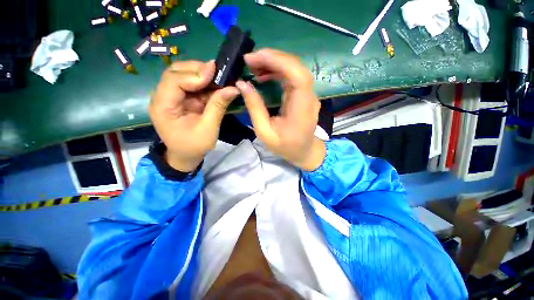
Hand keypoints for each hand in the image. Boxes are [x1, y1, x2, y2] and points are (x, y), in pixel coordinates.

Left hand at [149, 60, 239, 171]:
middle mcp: (163, 97)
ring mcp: (171, 97)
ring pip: (183, 75)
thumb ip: (218, 107)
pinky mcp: (181, 99)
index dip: (194, 74)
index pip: (174, 80)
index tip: (215, 71)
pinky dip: (205, 84)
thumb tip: (233, 88)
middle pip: (176, 72)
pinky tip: (216, 85)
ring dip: (202, 74)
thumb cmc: (194, 146)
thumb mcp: (208, 129)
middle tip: (218, 72)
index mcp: (163, 107)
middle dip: (198, 70)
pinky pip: (192, 85)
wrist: (186, 156)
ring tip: (219, 77)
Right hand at [236, 49, 325, 170]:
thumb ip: (255, 108)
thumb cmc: (285, 146)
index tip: (254, 58)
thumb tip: (242, 84)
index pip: (297, 76)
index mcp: (301, 109)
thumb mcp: (265, 132)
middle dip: (272, 58)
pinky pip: (291, 76)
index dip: (277, 61)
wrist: (304, 151)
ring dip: (273, 63)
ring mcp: (308, 94)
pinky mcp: (303, 94)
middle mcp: (309, 97)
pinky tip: (263, 75)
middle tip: (249, 61)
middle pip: (295, 67)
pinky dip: (277, 71)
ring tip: (253, 67)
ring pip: (293, 69)